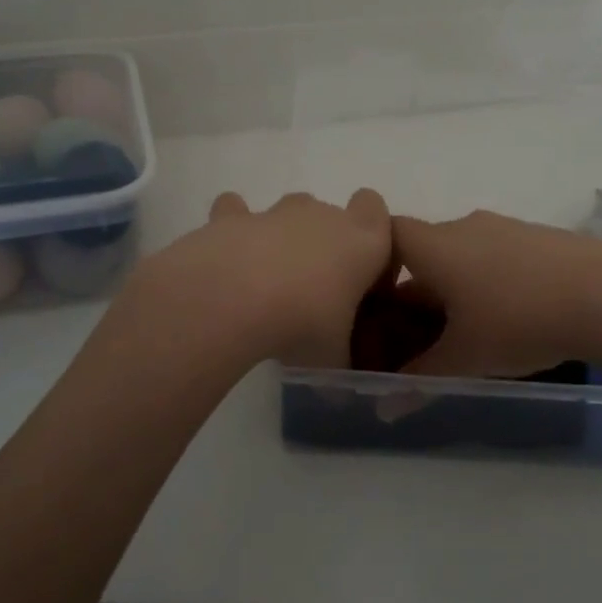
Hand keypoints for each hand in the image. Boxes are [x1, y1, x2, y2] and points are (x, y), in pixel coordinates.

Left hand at [128, 189, 392, 367]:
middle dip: (323, 244)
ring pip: (288, 210)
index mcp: (362, 242)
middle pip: (331, 215)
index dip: (369, 235)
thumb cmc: (303, 325)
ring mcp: (275, 213)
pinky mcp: (230, 216)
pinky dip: (233, 228)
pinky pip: (235, 211)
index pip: (376, 211)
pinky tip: (226, 257)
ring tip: (268, 280)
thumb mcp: (333, 358)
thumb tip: (338, 392)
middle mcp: (322, 216)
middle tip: (311, 291)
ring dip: (282, 237)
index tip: (360, 272)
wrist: (234, 300)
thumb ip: (340, 361)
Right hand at [391, 210, 601, 377]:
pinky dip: (493, 280)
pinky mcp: (540, 237)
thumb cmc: (518, 321)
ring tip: (472, 330)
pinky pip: (499, 254)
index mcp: (435, 246)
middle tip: (422, 334)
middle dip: (418, 290)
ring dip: (458, 286)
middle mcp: (465, 226)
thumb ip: (418, 380)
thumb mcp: (463, 359)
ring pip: (464, 253)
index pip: (387, 234)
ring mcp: (506, 227)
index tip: (379, 302)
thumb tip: (383, 408)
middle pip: (425, 250)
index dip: (375, 264)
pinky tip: (515, 315)